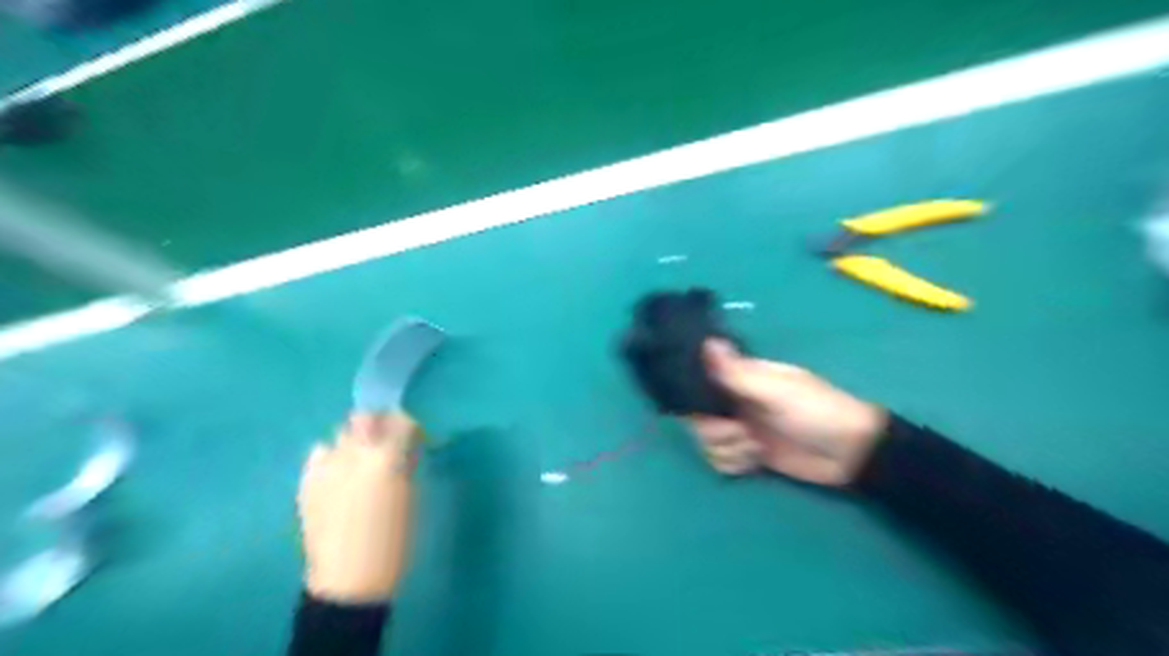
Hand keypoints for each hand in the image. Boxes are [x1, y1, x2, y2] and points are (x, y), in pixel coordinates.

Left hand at [297, 413, 420, 602]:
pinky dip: (332, 456)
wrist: (350, 577)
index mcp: (386, 457)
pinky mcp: (307, 481)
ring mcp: (326, 465)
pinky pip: (320, 453)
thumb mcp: (412, 494)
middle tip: (389, 442)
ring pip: (341, 433)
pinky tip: (339, 473)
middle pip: (365, 417)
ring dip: (355, 439)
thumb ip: (408, 461)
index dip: (410, 425)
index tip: (415, 436)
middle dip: (379, 424)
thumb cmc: (394, 538)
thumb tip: (408, 443)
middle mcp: (353, 452)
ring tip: (362, 459)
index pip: (401, 420)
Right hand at [686, 339, 887, 486]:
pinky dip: (733, 463)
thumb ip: (737, 372)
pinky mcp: (748, 454)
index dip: (695, 396)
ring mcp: (742, 429)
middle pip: (699, 417)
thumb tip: (705, 340)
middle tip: (740, 433)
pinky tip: (754, 462)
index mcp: (742, 378)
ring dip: (727, 449)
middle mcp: (736, 401)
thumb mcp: (776, 390)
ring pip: (708, 441)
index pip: (701, 381)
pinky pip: (721, 460)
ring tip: (754, 449)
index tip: (705, 407)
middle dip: (715, 430)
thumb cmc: (816, 412)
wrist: (852, 454)